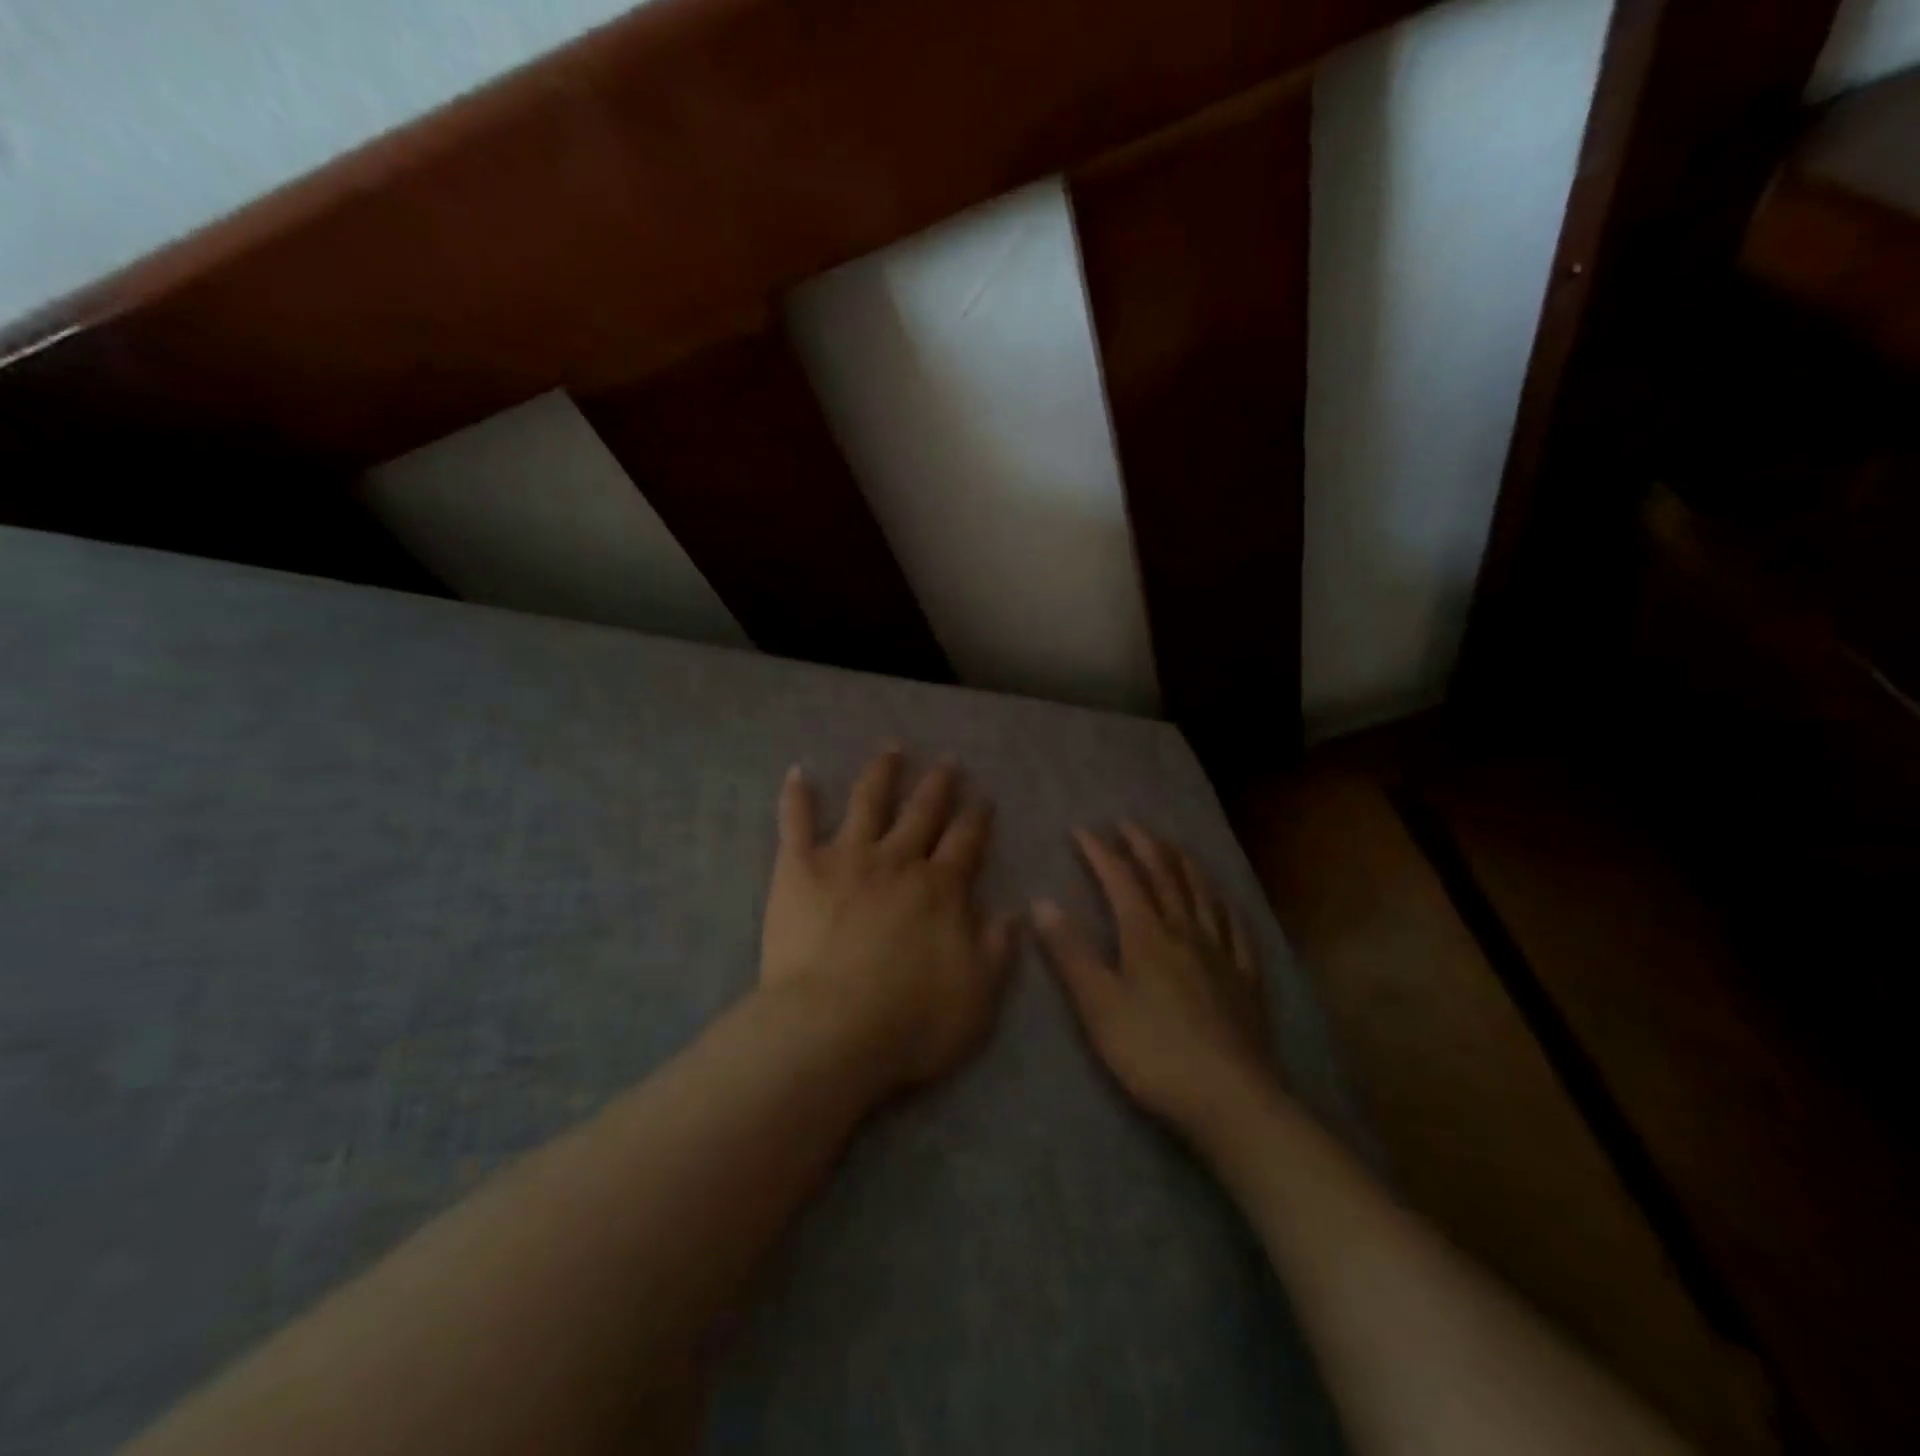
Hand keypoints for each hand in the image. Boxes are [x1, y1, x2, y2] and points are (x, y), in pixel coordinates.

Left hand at [760, 748, 1016, 1093]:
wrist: (832, 1031)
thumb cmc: (911, 1021)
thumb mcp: (979, 995)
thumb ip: (997, 950)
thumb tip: (1014, 912)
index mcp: (941, 888)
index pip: (967, 841)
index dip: (978, 817)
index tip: (984, 797)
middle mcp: (898, 861)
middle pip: (923, 812)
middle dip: (938, 785)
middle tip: (947, 760)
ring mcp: (847, 858)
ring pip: (868, 802)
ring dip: (882, 773)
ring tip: (891, 748)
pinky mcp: (800, 868)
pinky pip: (796, 822)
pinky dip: (796, 796)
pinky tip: (798, 771)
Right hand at [1034, 823, 1273, 1132]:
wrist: (1230, 1099)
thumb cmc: (1153, 1053)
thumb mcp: (1099, 1005)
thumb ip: (1070, 952)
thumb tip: (1041, 902)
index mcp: (1146, 935)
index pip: (1121, 879)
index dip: (1100, 852)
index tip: (1081, 829)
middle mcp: (1185, 932)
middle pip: (1165, 876)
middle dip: (1144, 845)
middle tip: (1128, 823)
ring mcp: (1221, 953)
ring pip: (1202, 894)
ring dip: (1184, 863)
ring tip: (1173, 845)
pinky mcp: (1246, 979)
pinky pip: (1237, 930)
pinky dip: (1225, 906)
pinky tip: (1224, 902)